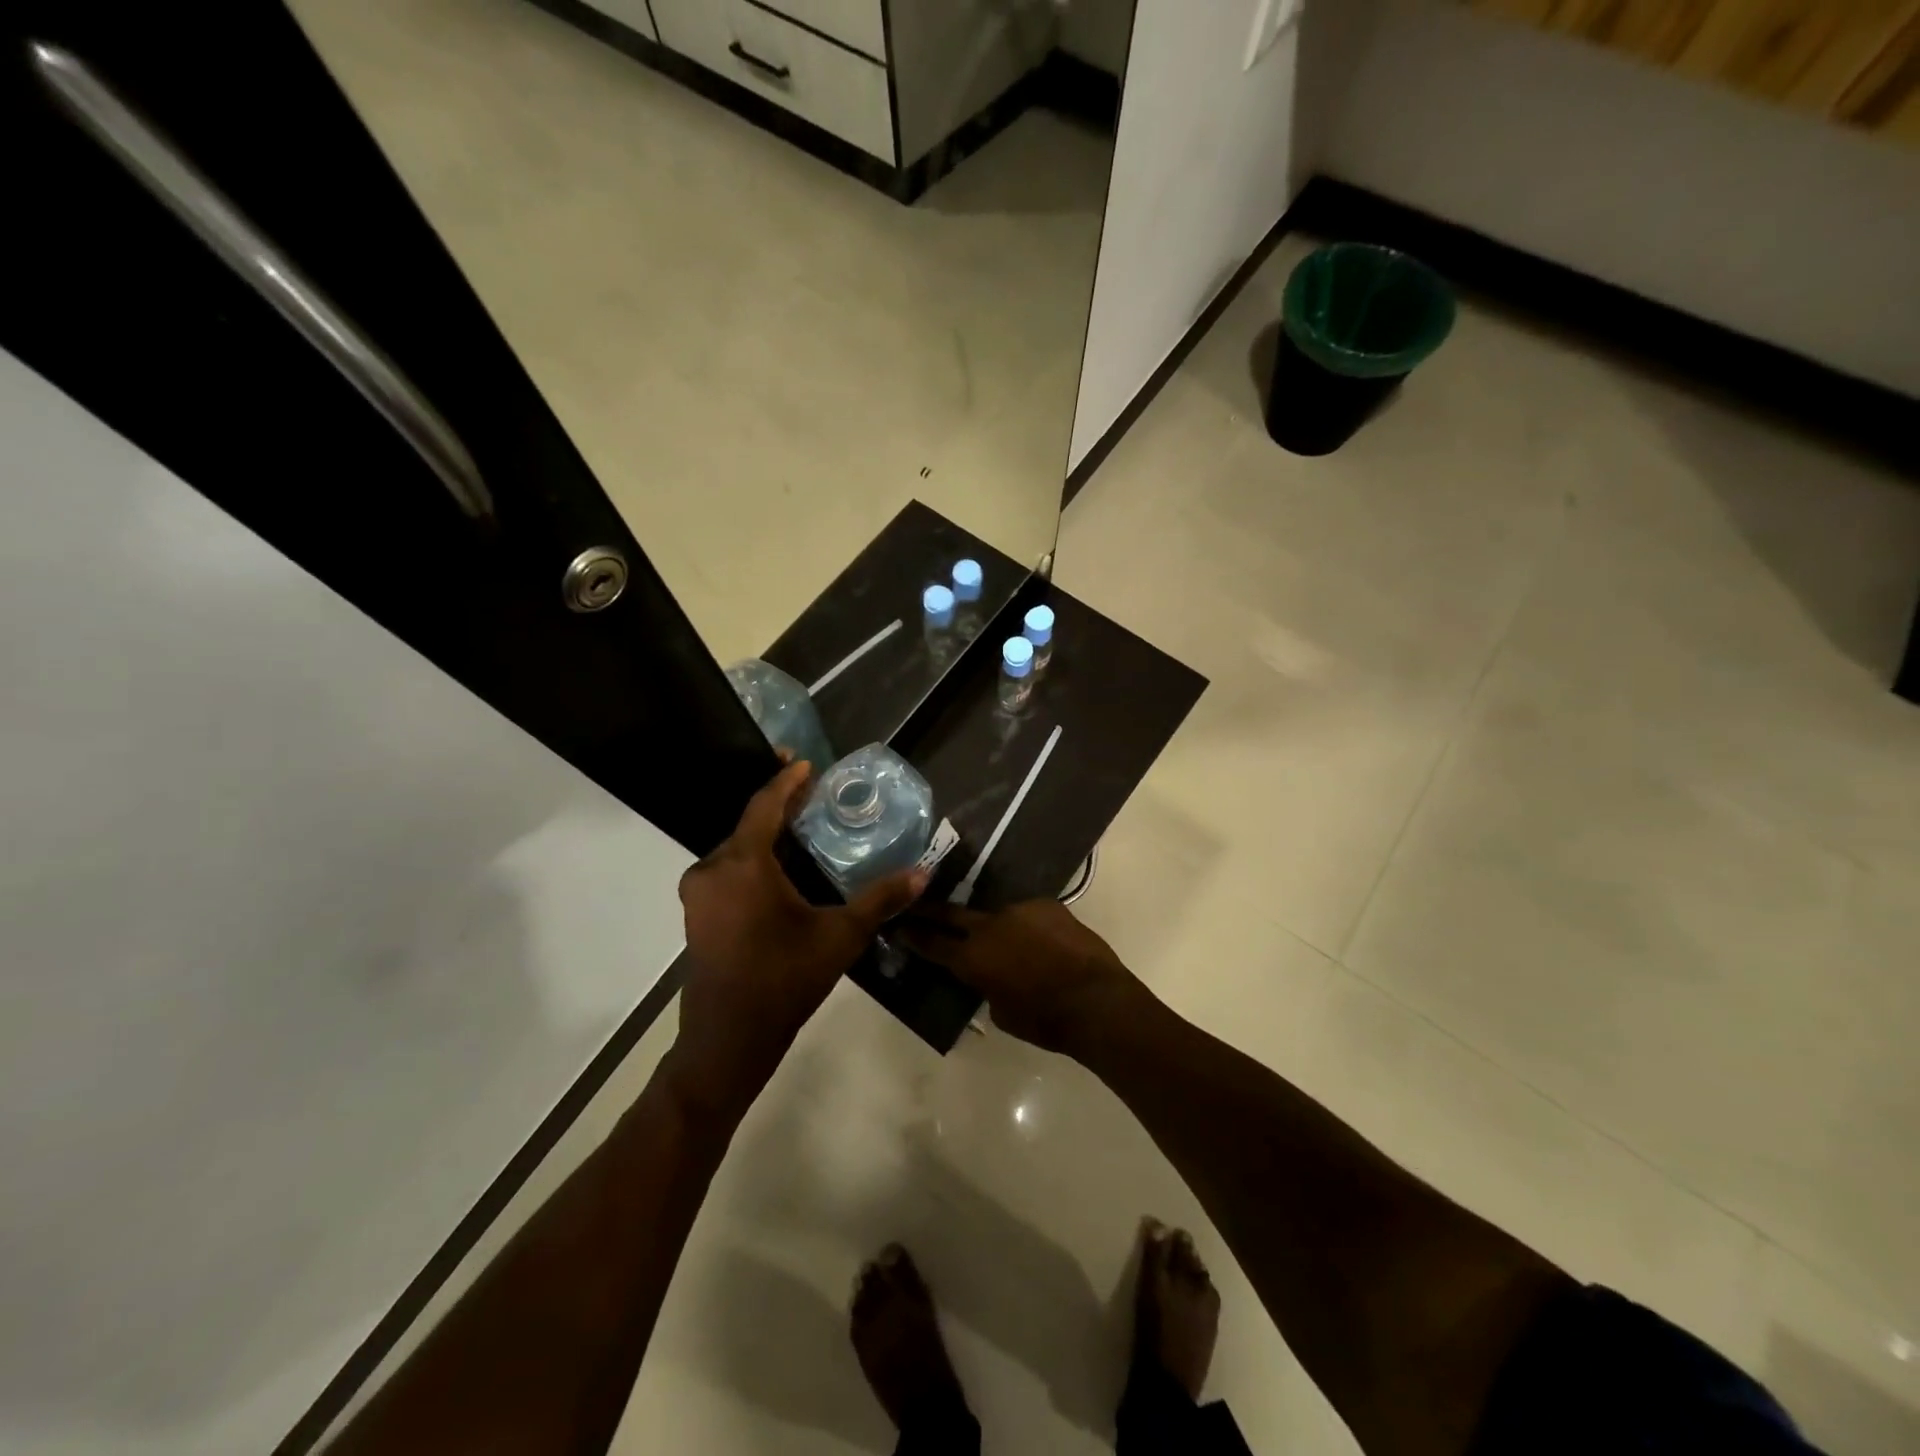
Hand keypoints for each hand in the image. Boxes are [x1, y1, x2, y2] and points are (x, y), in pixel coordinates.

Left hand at [672, 760, 926, 1115]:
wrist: (728, 1040)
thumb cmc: (784, 980)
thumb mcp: (840, 937)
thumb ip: (880, 900)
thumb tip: (923, 873)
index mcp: (742, 865)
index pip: (764, 806)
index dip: (787, 781)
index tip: (807, 762)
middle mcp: (711, 869)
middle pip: (749, 824)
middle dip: (780, 806)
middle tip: (813, 792)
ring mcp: (698, 893)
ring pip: (737, 849)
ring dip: (767, 834)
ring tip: (802, 825)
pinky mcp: (698, 913)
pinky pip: (728, 870)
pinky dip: (754, 859)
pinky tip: (779, 867)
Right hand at [896, 899, 1145, 1056]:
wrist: (1095, 1001)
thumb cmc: (1045, 1021)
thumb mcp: (1003, 1014)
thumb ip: (988, 988)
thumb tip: (991, 978)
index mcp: (973, 958)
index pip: (932, 944)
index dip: (912, 935)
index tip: (897, 925)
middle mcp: (990, 926)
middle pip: (952, 914)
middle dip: (932, 911)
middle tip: (916, 904)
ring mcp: (1019, 910)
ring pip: (997, 914)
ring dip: (993, 924)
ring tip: (1003, 936)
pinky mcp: (1046, 905)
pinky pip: (1028, 914)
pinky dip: (1027, 926)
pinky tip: (1039, 939)